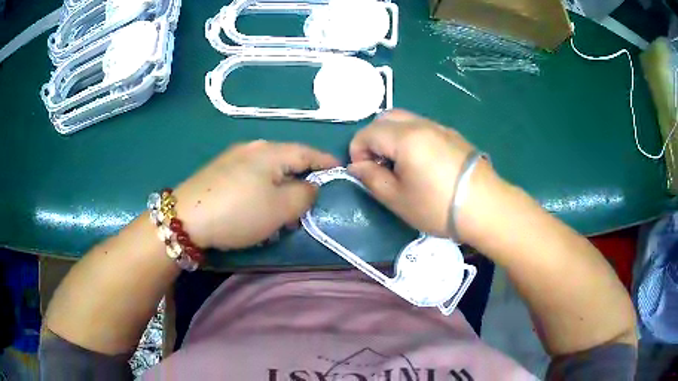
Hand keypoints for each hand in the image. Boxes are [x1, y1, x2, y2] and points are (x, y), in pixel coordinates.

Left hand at [174, 141, 338, 249]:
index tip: (340, 170)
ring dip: (280, 187)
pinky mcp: (219, 170)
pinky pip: (251, 176)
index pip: (307, 152)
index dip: (326, 161)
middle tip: (309, 201)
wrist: (185, 218)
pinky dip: (262, 190)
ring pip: (268, 170)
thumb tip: (310, 186)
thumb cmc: (239, 212)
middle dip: (301, 179)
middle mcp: (253, 147)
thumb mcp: (281, 208)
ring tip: (282, 209)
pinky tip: (256, 206)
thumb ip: (305, 194)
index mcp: (271, 152)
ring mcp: (233, 157)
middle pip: (287, 160)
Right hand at [348, 109, 497, 240]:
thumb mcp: (397, 199)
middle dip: (373, 138)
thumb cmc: (437, 206)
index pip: (367, 133)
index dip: (357, 152)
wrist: (486, 208)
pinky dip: (410, 137)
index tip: (364, 173)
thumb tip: (357, 166)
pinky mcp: (453, 135)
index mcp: (405, 137)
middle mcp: (421, 124)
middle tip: (379, 165)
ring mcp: (440, 127)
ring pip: (405, 120)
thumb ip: (371, 178)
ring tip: (399, 165)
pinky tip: (421, 163)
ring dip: (392, 136)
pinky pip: (423, 127)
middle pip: (385, 118)